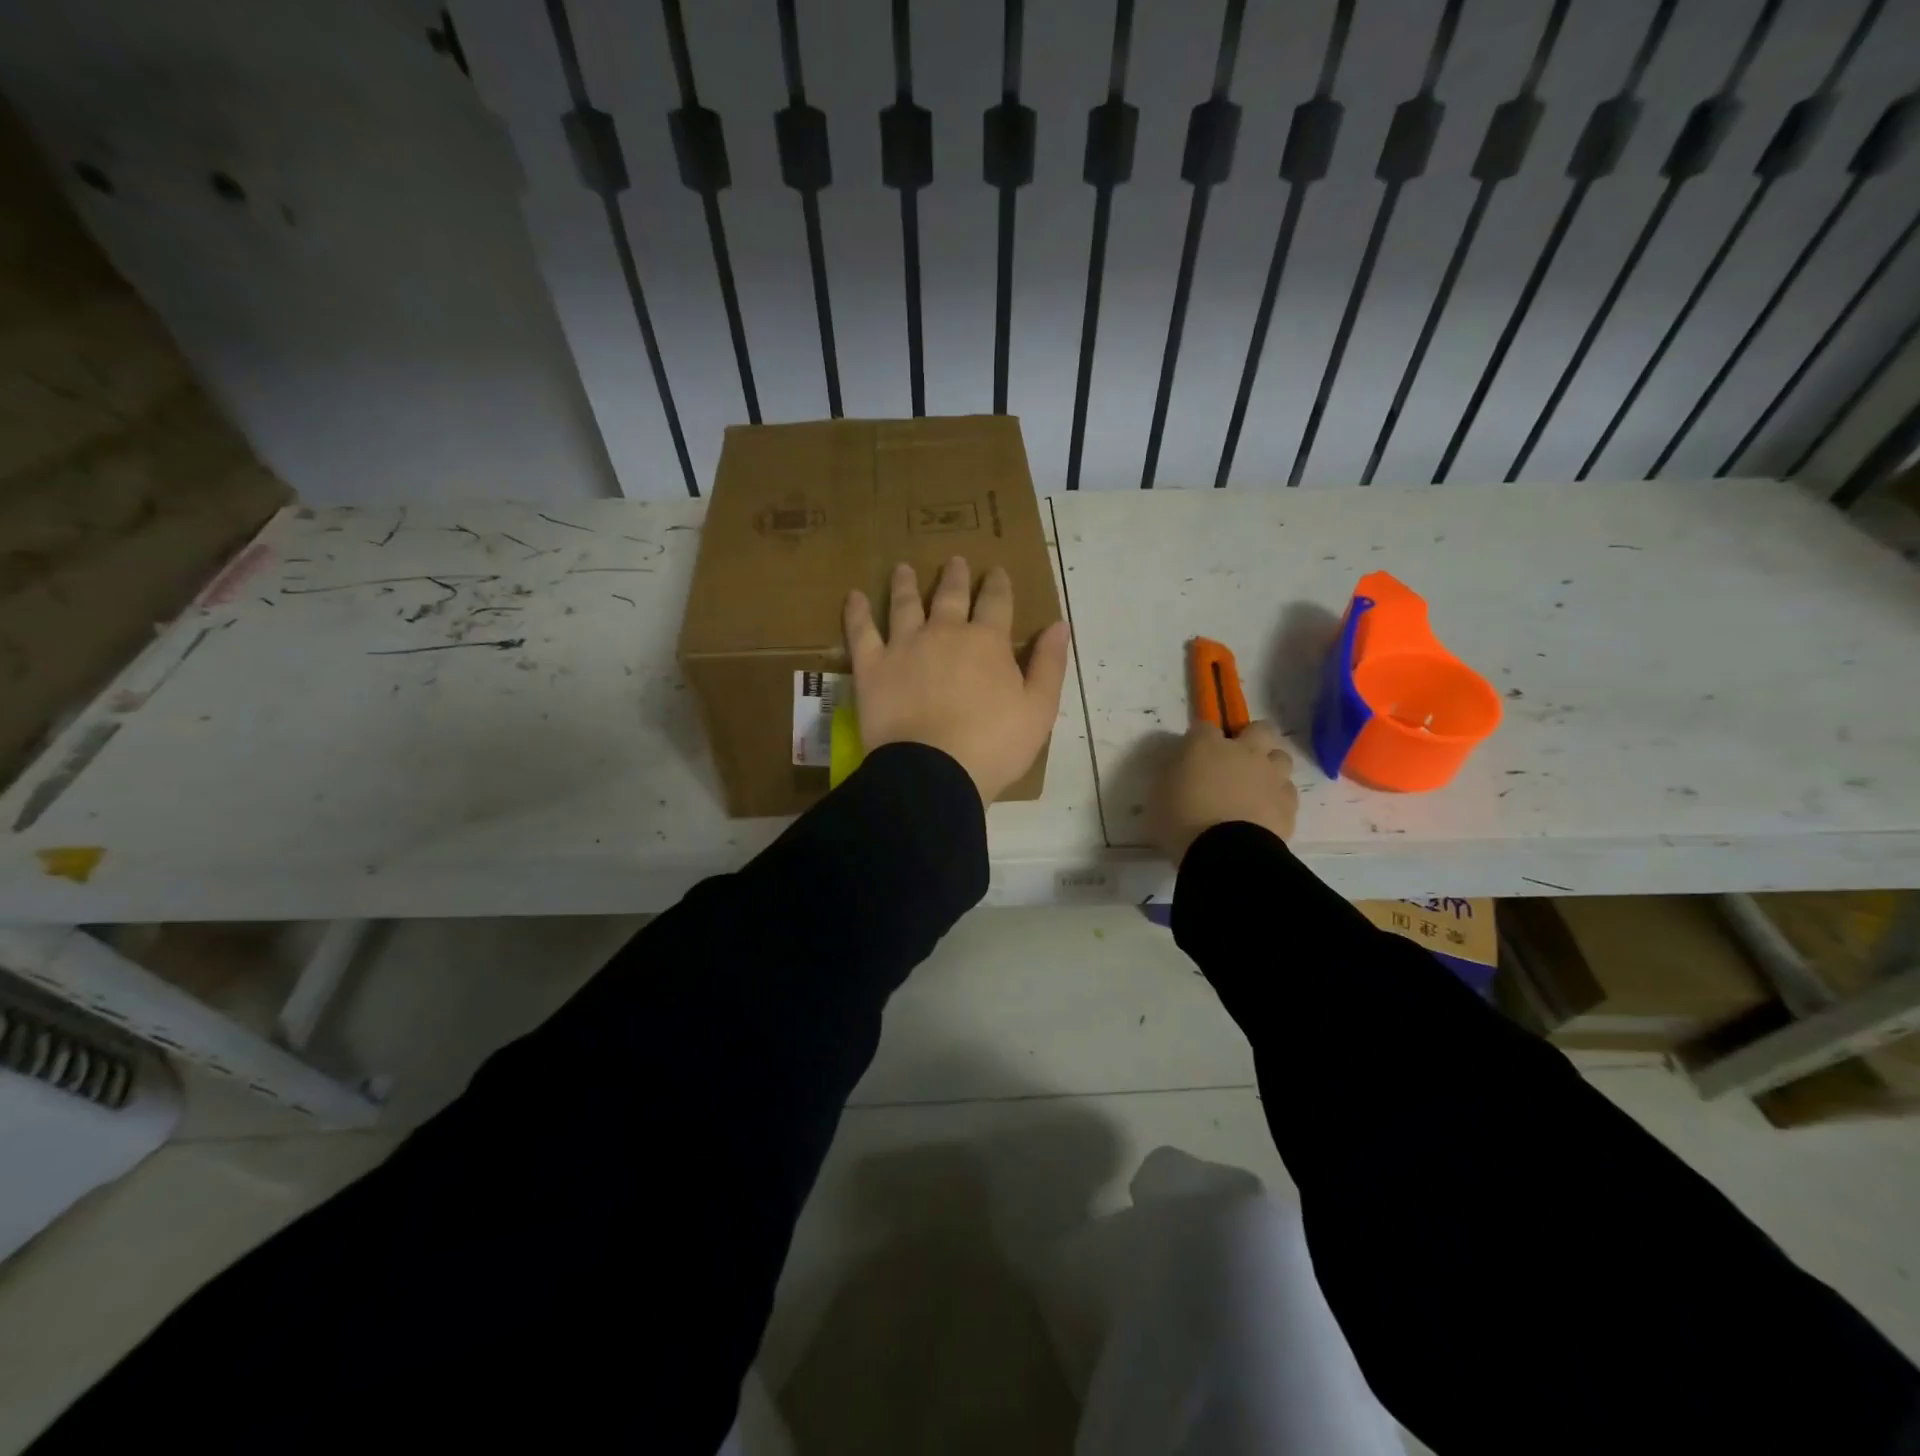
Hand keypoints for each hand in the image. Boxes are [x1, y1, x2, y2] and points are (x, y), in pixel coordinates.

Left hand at [844, 557, 1070, 802]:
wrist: (934, 772)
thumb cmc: (993, 746)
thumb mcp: (1039, 710)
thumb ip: (1049, 665)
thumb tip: (1059, 625)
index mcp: (987, 641)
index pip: (996, 602)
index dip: (998, 585)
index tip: (996, 571)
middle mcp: (944, 632)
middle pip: (950, 596)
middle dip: (955, 576)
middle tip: (955, 561)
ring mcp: (904, 646)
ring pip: (905, 605)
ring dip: (906, 584)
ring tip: (904, 568)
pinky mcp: (872, 667)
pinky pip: (861, 632)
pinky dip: (857, 612)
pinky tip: (854, 596)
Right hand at [1147, 719, 1298, 863]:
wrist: (1225, 854)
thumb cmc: (1181, 822)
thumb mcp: (1158, 796)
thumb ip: (1172, 774)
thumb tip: (1180, 768)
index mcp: (1206, 746)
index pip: (1204, 726)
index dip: (1199, 738)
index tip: (1192, 753)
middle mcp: (1243, 752)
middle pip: (1259, 729)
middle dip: (1251, 738)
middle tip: (1236, 760)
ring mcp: (1270, 776)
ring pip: (1280, 757)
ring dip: (1269, 767)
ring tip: (1256, 786)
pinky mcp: (1288, 802)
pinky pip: (1287, 791)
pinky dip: (1277, 797)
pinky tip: (1266, 811)